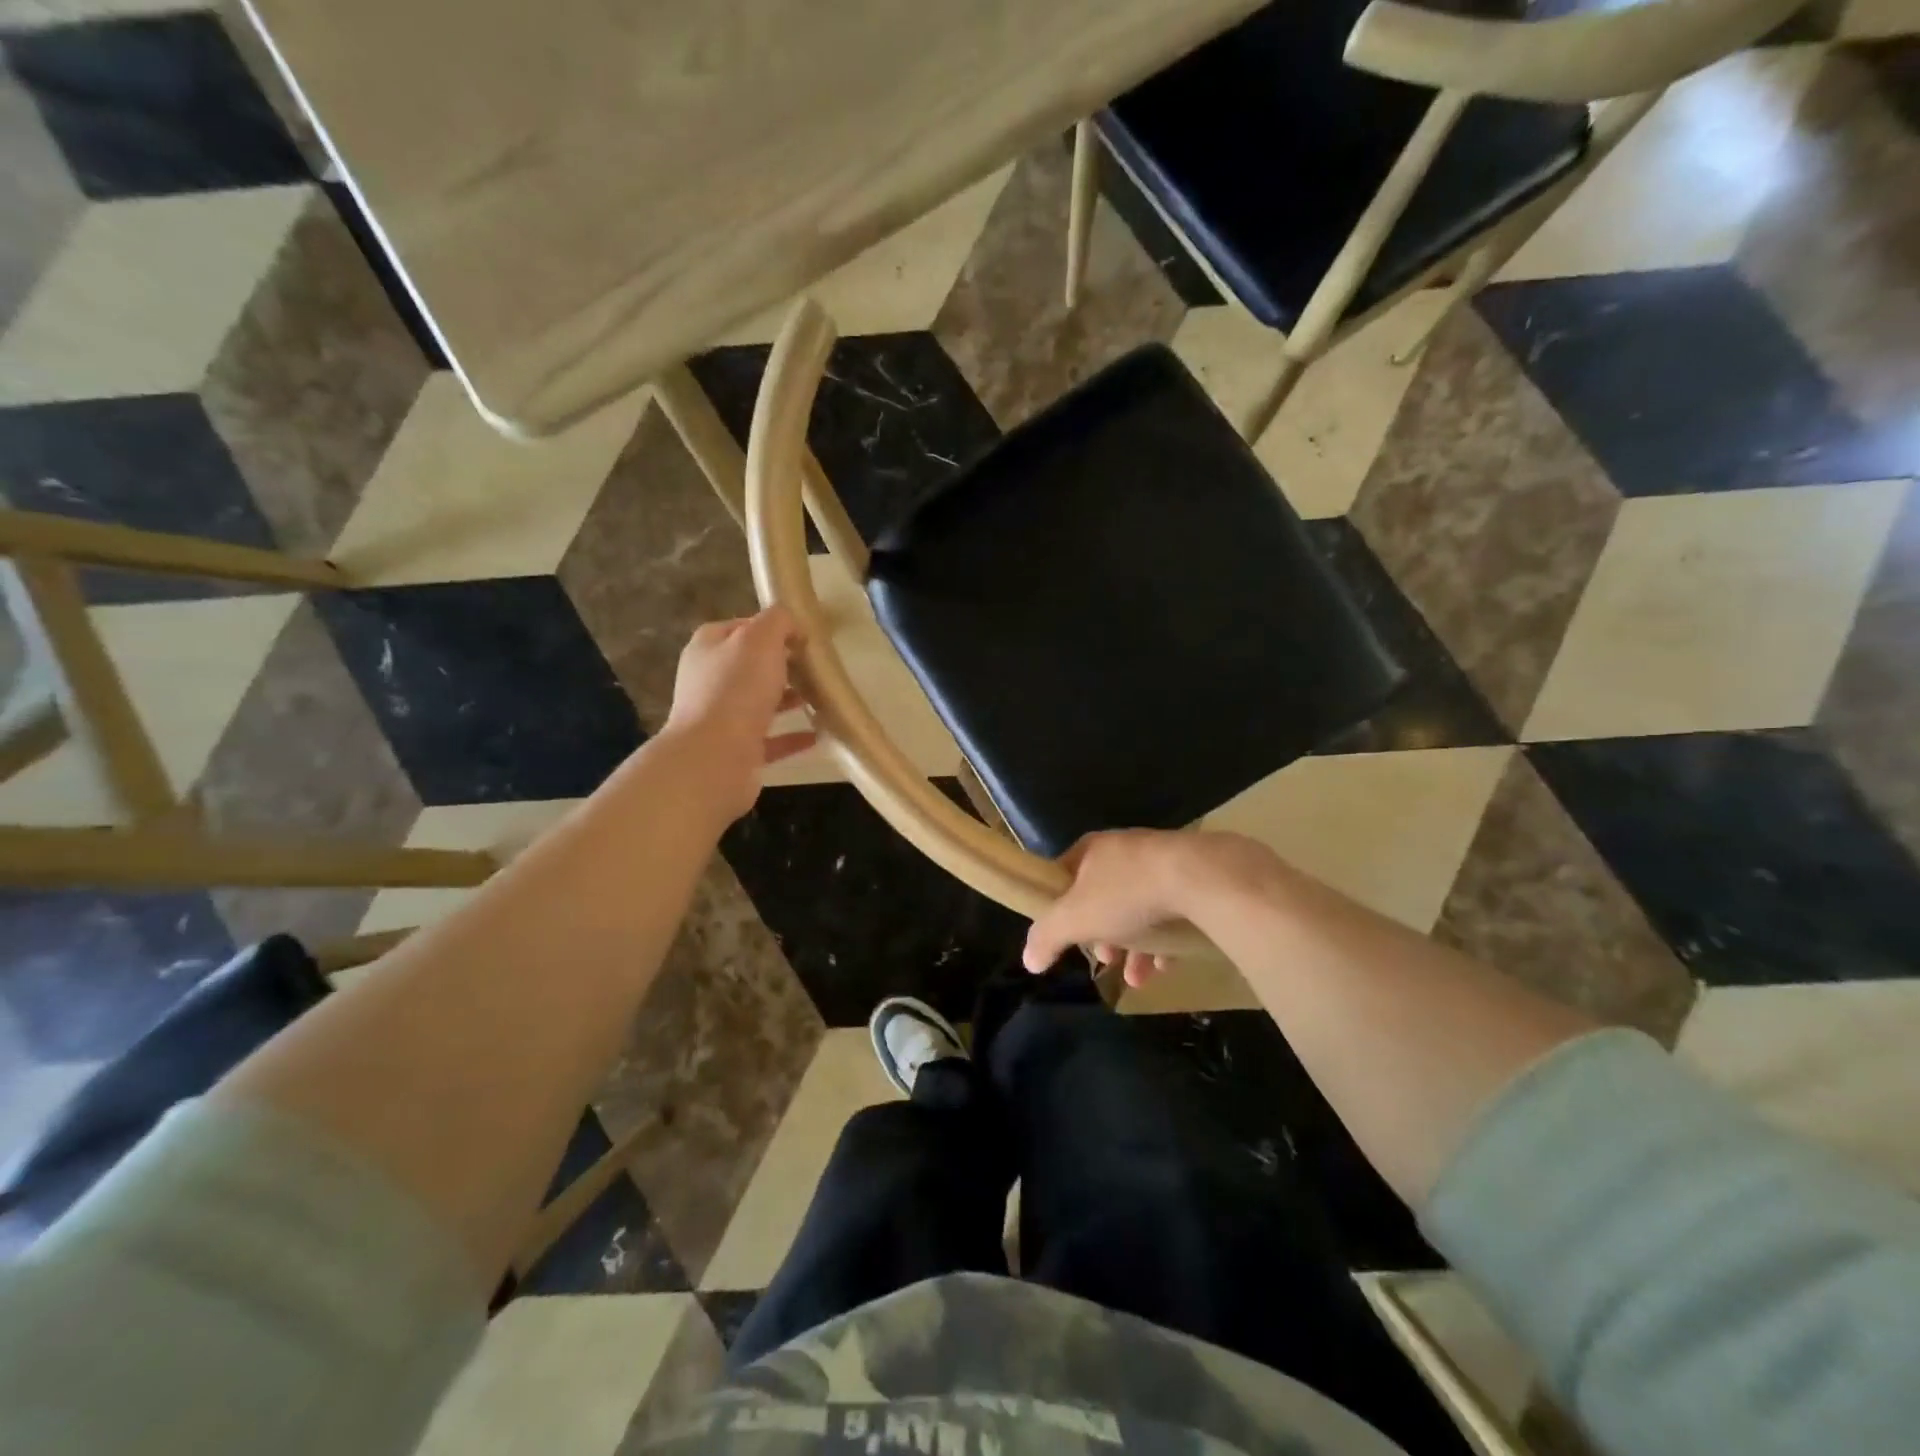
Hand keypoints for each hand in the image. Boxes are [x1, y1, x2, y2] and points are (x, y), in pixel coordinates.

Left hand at [661, 609, 815, 820]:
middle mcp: (709, 680)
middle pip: (751, 666)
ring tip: (822, 698)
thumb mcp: (760, 639)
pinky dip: (793, 736)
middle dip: (784, 665)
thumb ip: (778, 621)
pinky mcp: (736, 751)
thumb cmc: (736, 689)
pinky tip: (819, 734)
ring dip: (789, 700)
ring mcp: (720, 718)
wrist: (714, 757)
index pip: (742, 628)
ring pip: (760, 703)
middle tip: (817, 667)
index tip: (804, 636)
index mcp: (708, 647)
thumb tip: (792, 623)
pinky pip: (771, 740)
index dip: (772, 628)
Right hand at [1023, 830, 1280, 986]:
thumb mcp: (1075, 918)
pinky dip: (1163, 940)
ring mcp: (1161, 862)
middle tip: (1105, 959)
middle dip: (1101, 934)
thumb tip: (1028, 959)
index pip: (1064, 875)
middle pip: (1101, 895)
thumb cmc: (1127, 893)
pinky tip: (1166, 967)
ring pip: (1138, 907)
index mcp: (1092, 850)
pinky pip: (1171, 911)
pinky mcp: (1193, 877)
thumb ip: (1047, 937)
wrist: (1201, 877)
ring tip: (1137, 979)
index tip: (1065, 937)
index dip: (1059, 908)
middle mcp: (1124, 851)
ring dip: (1133, 946)